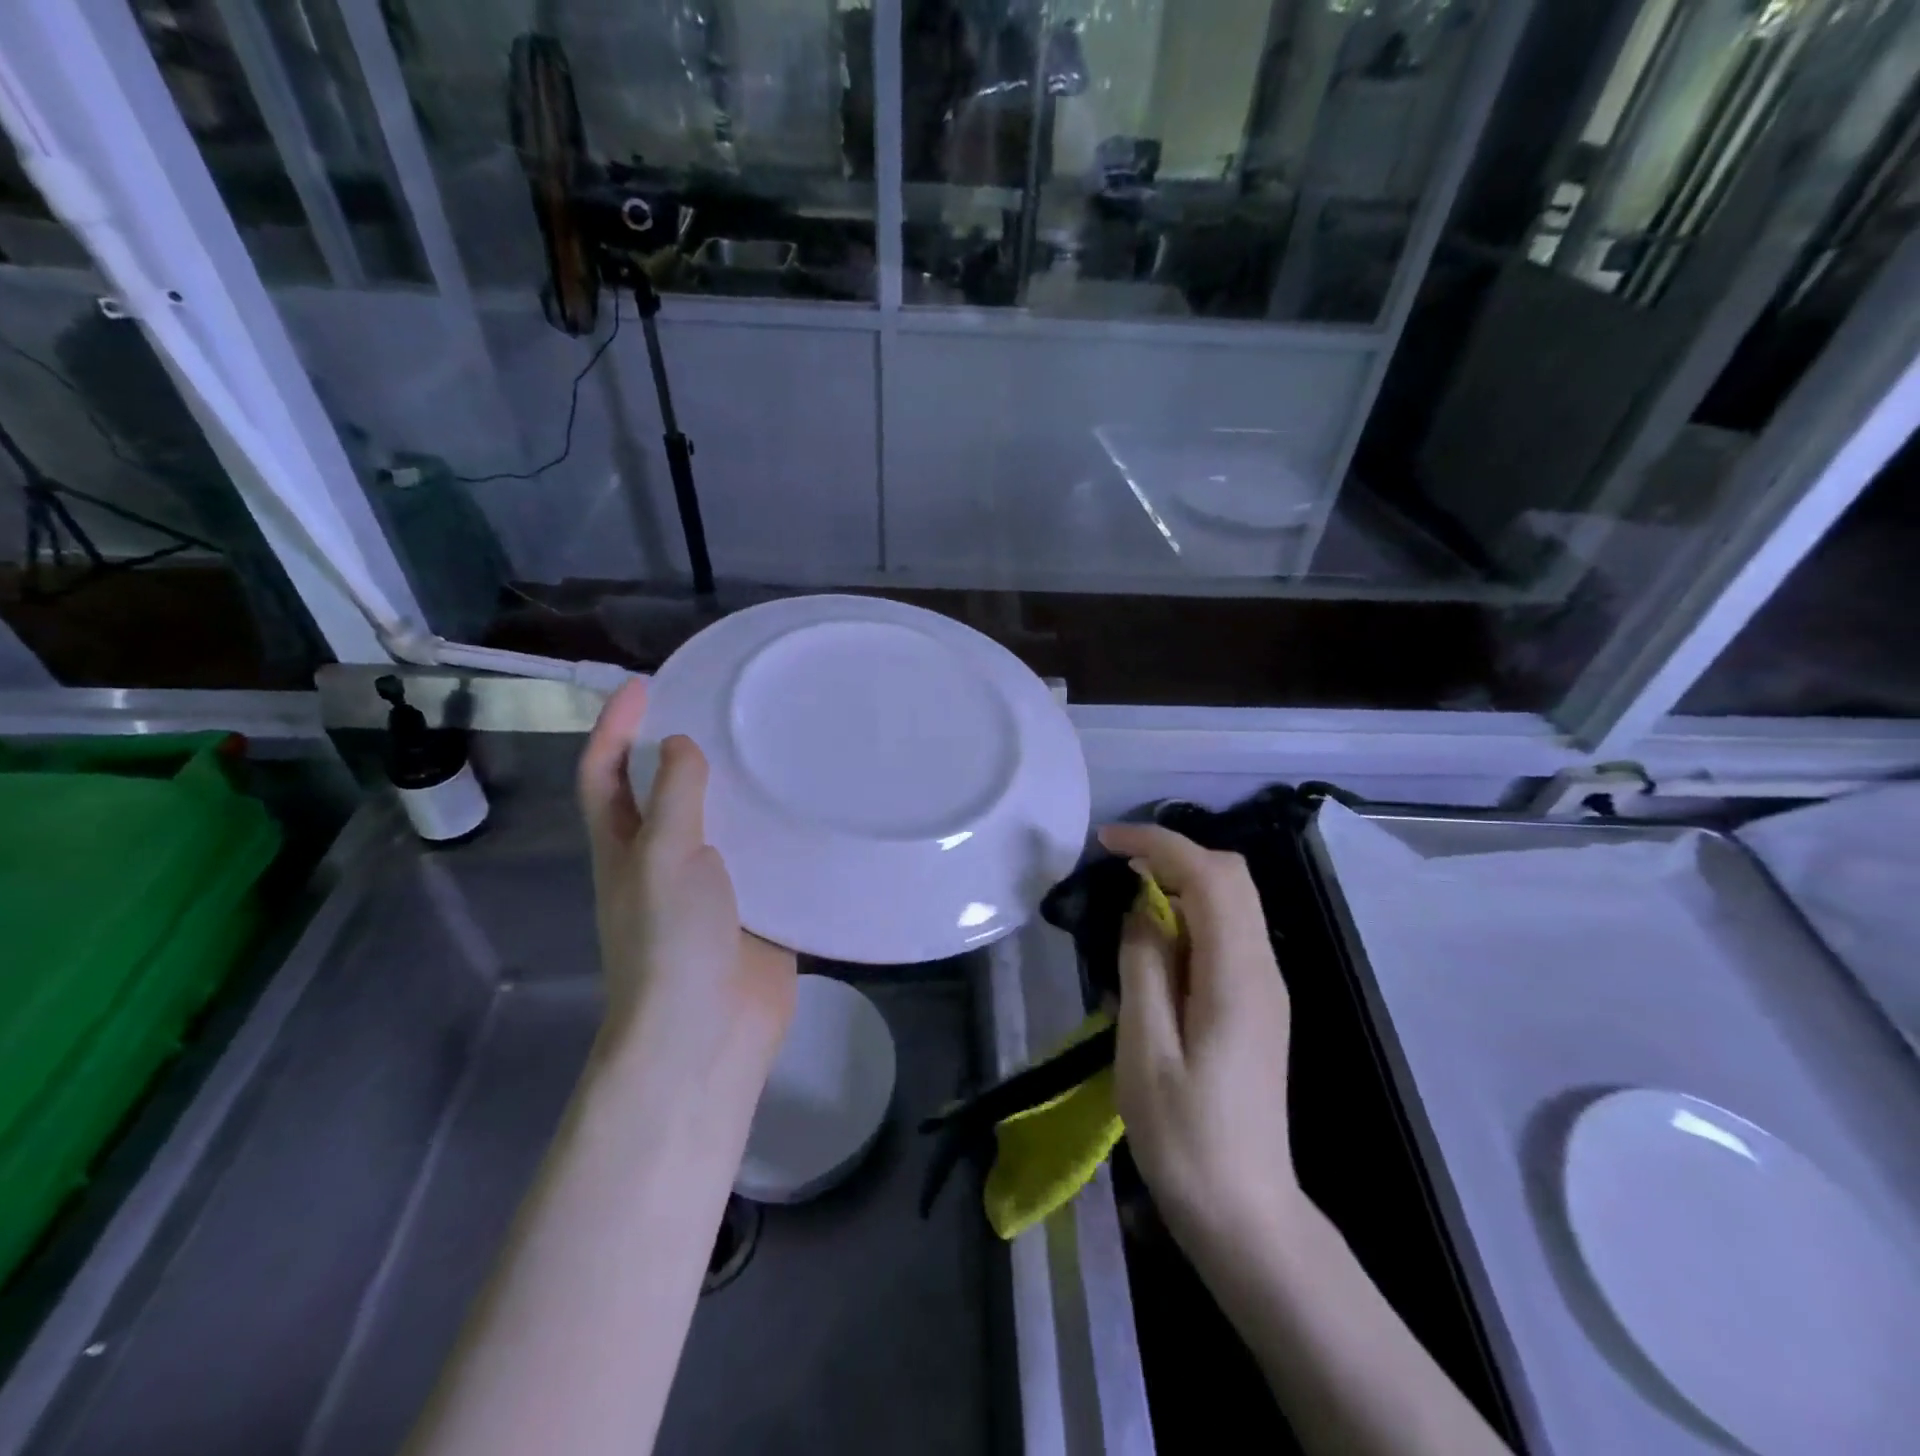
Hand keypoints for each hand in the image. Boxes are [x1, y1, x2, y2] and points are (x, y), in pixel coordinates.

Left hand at [577, 679, 797, 1067]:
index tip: (644, 685)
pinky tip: (811, 804)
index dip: (614, 728)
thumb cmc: (671, 942)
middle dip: (680, 747)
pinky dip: (778, 827)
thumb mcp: (663, 858)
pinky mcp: (754, 904)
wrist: (709, 1032)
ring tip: (775, 743)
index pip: (604, 774)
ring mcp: (710, 884)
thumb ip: (674, 797)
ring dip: (737, 785)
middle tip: (724, 706)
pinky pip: (764, 854)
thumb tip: (680, 745)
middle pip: (663, 791)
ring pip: (720, 820)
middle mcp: (663, 859)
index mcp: (625, 847)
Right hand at [1100, 823, 1298, 1260]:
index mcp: (1238, 976)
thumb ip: (1144, 967)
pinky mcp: (1256, 1003)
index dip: (1159, 844)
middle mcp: (1262, 968)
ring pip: (1232, 900)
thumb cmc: (1186, 1137)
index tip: (1106, 842)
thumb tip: (1143, 908)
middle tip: (1117, 868)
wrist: (1245, 1211)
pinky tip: (1155, 939)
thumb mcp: (1146, 1050)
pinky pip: (1227, 931)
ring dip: (1181, 880)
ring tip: (1127, 898)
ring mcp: (1265, 986)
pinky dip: (1190, 912)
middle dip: (1173, 854)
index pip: (1210, 876)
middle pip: (1231, 876)